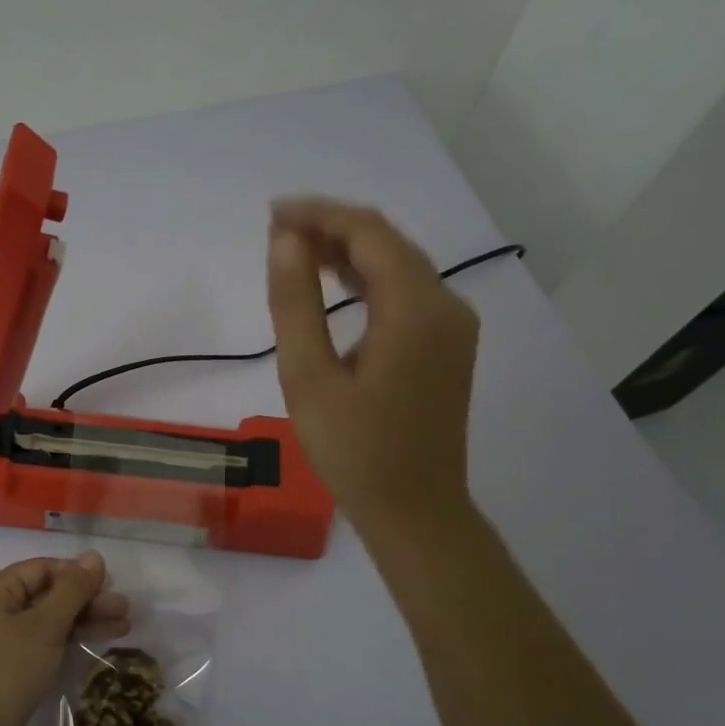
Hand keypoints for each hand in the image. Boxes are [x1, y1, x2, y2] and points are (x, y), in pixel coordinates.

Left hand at [0, 553, 128, 725]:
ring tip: (124, 626)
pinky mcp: (10, 665)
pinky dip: (70, 639)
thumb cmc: (8, 670)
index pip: (42, 568)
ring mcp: (1, 638)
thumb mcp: (45, 626)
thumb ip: (72, 589)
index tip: (111, 583)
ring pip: (49, 620)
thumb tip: (93, 556)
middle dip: (87, 600)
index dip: (77, 573)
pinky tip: (100, 640)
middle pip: (47, 594)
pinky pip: (44, 641)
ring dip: (85, 620)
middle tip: (125, 609)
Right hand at [266, 198, 480, 538]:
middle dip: (331, 229)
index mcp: (416, 309)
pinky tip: (334, 285)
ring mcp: (452, 326)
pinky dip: (367, 281)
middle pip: (388, 243)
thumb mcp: (309, 378)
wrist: (415, 510)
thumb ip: (295, 304)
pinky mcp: (447, 346)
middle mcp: (446, 305)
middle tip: (276, 232)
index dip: (319, 215)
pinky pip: (406, 294)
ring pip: (398, 267)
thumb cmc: (354, 451)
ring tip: (295, 252)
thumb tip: (285, 240)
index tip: (272, 215)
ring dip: (348, 253)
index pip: (369, 233)